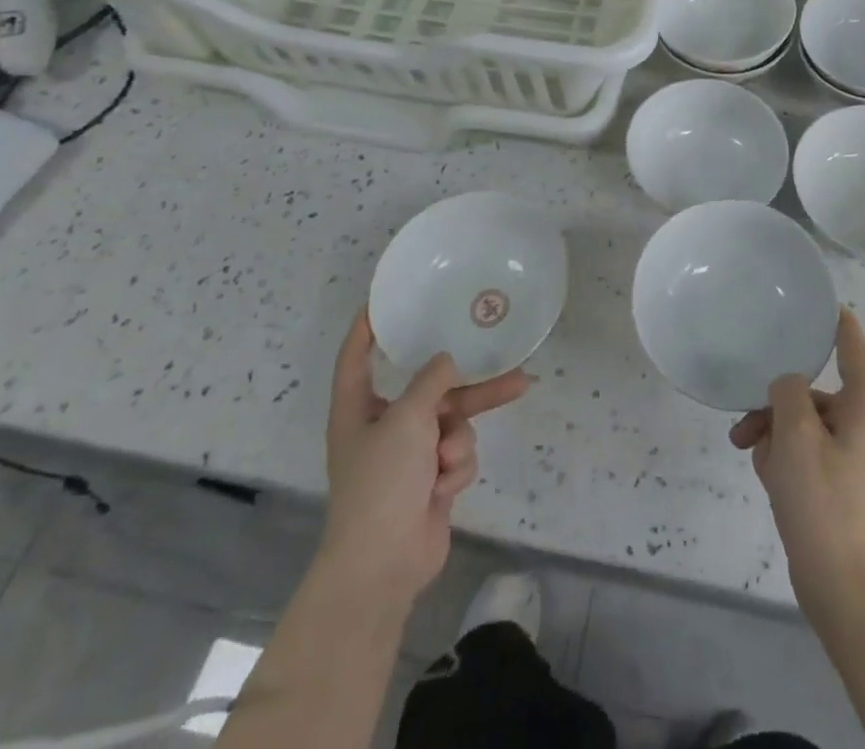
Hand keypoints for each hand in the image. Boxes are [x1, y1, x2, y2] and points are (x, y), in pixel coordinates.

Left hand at [318, 310, 528, 611]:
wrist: (384, 564)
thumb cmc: (382, 483)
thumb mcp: (407, 418)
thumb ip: (432, 380)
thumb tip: (448, 360)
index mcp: (358, 408)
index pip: (356, 356)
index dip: (366, 327)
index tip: (383, 300)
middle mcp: (383, 425)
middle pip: (430, 388)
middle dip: (467, 384)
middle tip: (508, 362)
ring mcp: (409, 455)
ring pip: (452, 421)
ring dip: (458, 438)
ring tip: (474, 437)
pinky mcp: (430, 479)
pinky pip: (457, 453)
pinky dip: (455, 467)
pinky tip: (443, 488)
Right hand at [730, 308, 864, 627]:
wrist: (847, 592)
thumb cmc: (824, 503)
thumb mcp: (796, 436)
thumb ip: (789, 392)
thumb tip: (789, 384)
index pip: (852, 344)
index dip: (833, 319)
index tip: (811, 301)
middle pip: (815, 389)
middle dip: (777, 401)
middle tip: (745, 419)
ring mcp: (854, 456)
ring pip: (805, 422)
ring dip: (774, 432)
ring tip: (748, 454)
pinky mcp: (840, 484)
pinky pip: (807, 452)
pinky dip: (785, 457)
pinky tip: (766, 477)